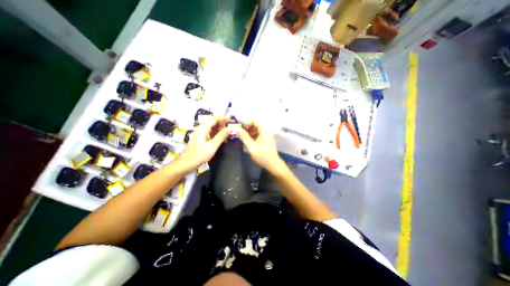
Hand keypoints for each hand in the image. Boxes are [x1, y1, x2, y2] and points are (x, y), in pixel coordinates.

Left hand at [178, 115, 228, 170]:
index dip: (223, 118)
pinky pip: (210, 131)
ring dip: (220, 127)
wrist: (187, 162)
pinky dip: (217, 132)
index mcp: (203, 128)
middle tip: (231, 126)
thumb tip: (231, 128)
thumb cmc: (200, 154)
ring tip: (228, 131)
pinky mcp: (201, 137)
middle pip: (213, 121)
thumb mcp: (213, 145)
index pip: (214, 119)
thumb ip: (222, 136)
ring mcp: (201, 132)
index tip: (231, 119)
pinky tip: (222, 136)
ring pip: (212, 126)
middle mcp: (201, 128)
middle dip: (222, 122)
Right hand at [236, 121, 286, 174]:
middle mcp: (266, 131)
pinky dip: (252, 137)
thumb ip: (243, 136)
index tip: (240, 130)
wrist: (273, 164)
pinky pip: (258, 135)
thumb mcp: (251, 146)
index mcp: (264, 130)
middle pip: (254, 125)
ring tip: (243, 140)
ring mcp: (267, 136)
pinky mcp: (266, 140)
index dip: (246, 123)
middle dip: (246, 129)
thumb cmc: (262, 155)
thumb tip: (235, 128)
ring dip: (249, 134)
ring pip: (256, 131)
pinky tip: (248, 143)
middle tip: (240, 135)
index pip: (254, 120)